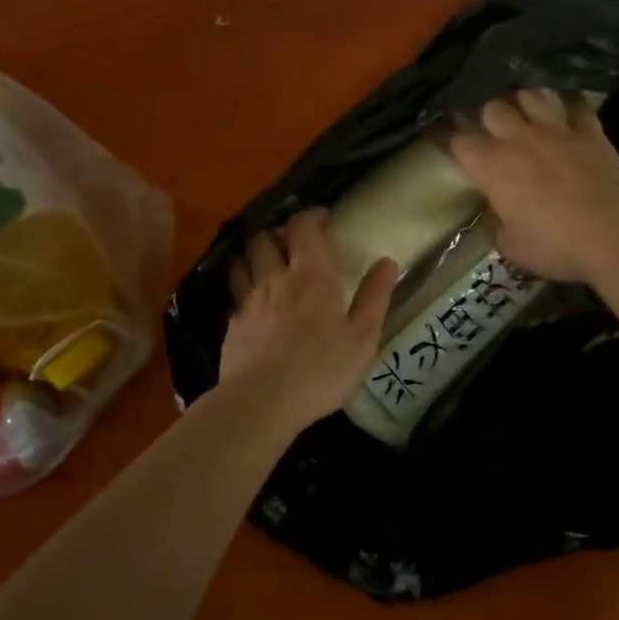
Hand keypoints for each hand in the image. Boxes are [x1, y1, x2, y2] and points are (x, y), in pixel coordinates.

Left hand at [222, 209, 397, 426]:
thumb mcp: (363, 336)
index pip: (303, 228)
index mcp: (311, 276)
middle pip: (264, 239)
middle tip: (291, 242)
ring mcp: (248, 302)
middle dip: (277, 232)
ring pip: (242, 263)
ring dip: (252, 255)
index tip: (323, 218)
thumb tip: (387, 261)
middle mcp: (275, 280)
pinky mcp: (232, 327)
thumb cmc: (322, 368)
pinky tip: (251, 306)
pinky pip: (234, 297)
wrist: (262, 402)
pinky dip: (242, 292)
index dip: (311, 217)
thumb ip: (375, 296)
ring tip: (264, 263)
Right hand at [448, 90, 618, 283]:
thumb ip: (501, 226)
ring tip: (526, 115)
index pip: (460, 142)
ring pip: (532, 96)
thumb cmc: (556, 245)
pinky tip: (569, 115)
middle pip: (493, 108)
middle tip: (492, 132)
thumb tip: (501, 218)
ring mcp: (558, 132)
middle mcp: (520, 139)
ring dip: (525, 103)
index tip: (448, 144)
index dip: (451, 141)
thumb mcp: (514, 247)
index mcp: (493, 166)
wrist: (618, 233)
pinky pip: (577, 108)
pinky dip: (570, 110)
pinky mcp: (592, 133)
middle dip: (488, 118)